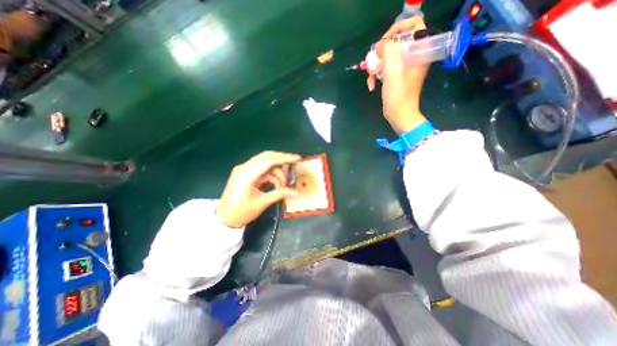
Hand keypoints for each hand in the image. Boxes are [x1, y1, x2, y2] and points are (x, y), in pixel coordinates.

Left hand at [217, 150, 301, 226]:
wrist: (224, 218)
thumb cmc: (241, 212)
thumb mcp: (262, 203)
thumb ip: (280, 194)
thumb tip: (297, 193)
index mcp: (247, 174)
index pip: (269, 160)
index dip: (285, 158)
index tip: (298, 158)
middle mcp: (244, 167)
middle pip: (267, 157)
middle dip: (282, 161)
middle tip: (294, 165)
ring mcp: (244, 169)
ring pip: (265, 163)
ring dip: (277, 171)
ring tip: (284, 185)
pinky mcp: (245, 173)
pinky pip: (262, 169)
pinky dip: (271, 174)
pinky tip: (277, 184)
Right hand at [368, 14, 429, 133]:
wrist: (399, 115)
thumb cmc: (399, 95)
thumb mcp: (393, 71)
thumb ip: (388, 51)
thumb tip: (381, 45)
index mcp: (420, 51)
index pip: (414, 25)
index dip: (398, 28)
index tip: (384, 42)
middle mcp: (414, 57)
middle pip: (397, 42)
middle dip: (382, 52)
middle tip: (373, 60)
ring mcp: (405, 68)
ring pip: (388, 57)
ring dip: (376, 66)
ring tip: (370, 77)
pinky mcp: (397, 77)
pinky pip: (385, 69)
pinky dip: (376, 75)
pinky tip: (371, 85)